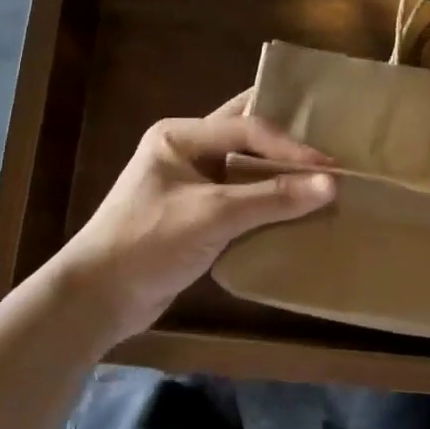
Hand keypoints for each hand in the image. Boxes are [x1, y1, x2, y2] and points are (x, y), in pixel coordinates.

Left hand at [50, 91, 335, 344]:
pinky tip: (299, 208)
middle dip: (287, 141)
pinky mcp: (198, 215)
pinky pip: (243, 197)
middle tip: (332, 143)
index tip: (329, 165)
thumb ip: (272, 199)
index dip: (290, 146)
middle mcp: (187, 151)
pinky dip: (269, 201)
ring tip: (324, 176)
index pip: (247, 128)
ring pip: (247, 167)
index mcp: (181, 136)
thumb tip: (332, 184)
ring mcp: (192, 183)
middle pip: (247, 136)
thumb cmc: (148, 243)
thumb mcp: (213, 216)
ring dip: (280, 174)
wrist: (97, 300)